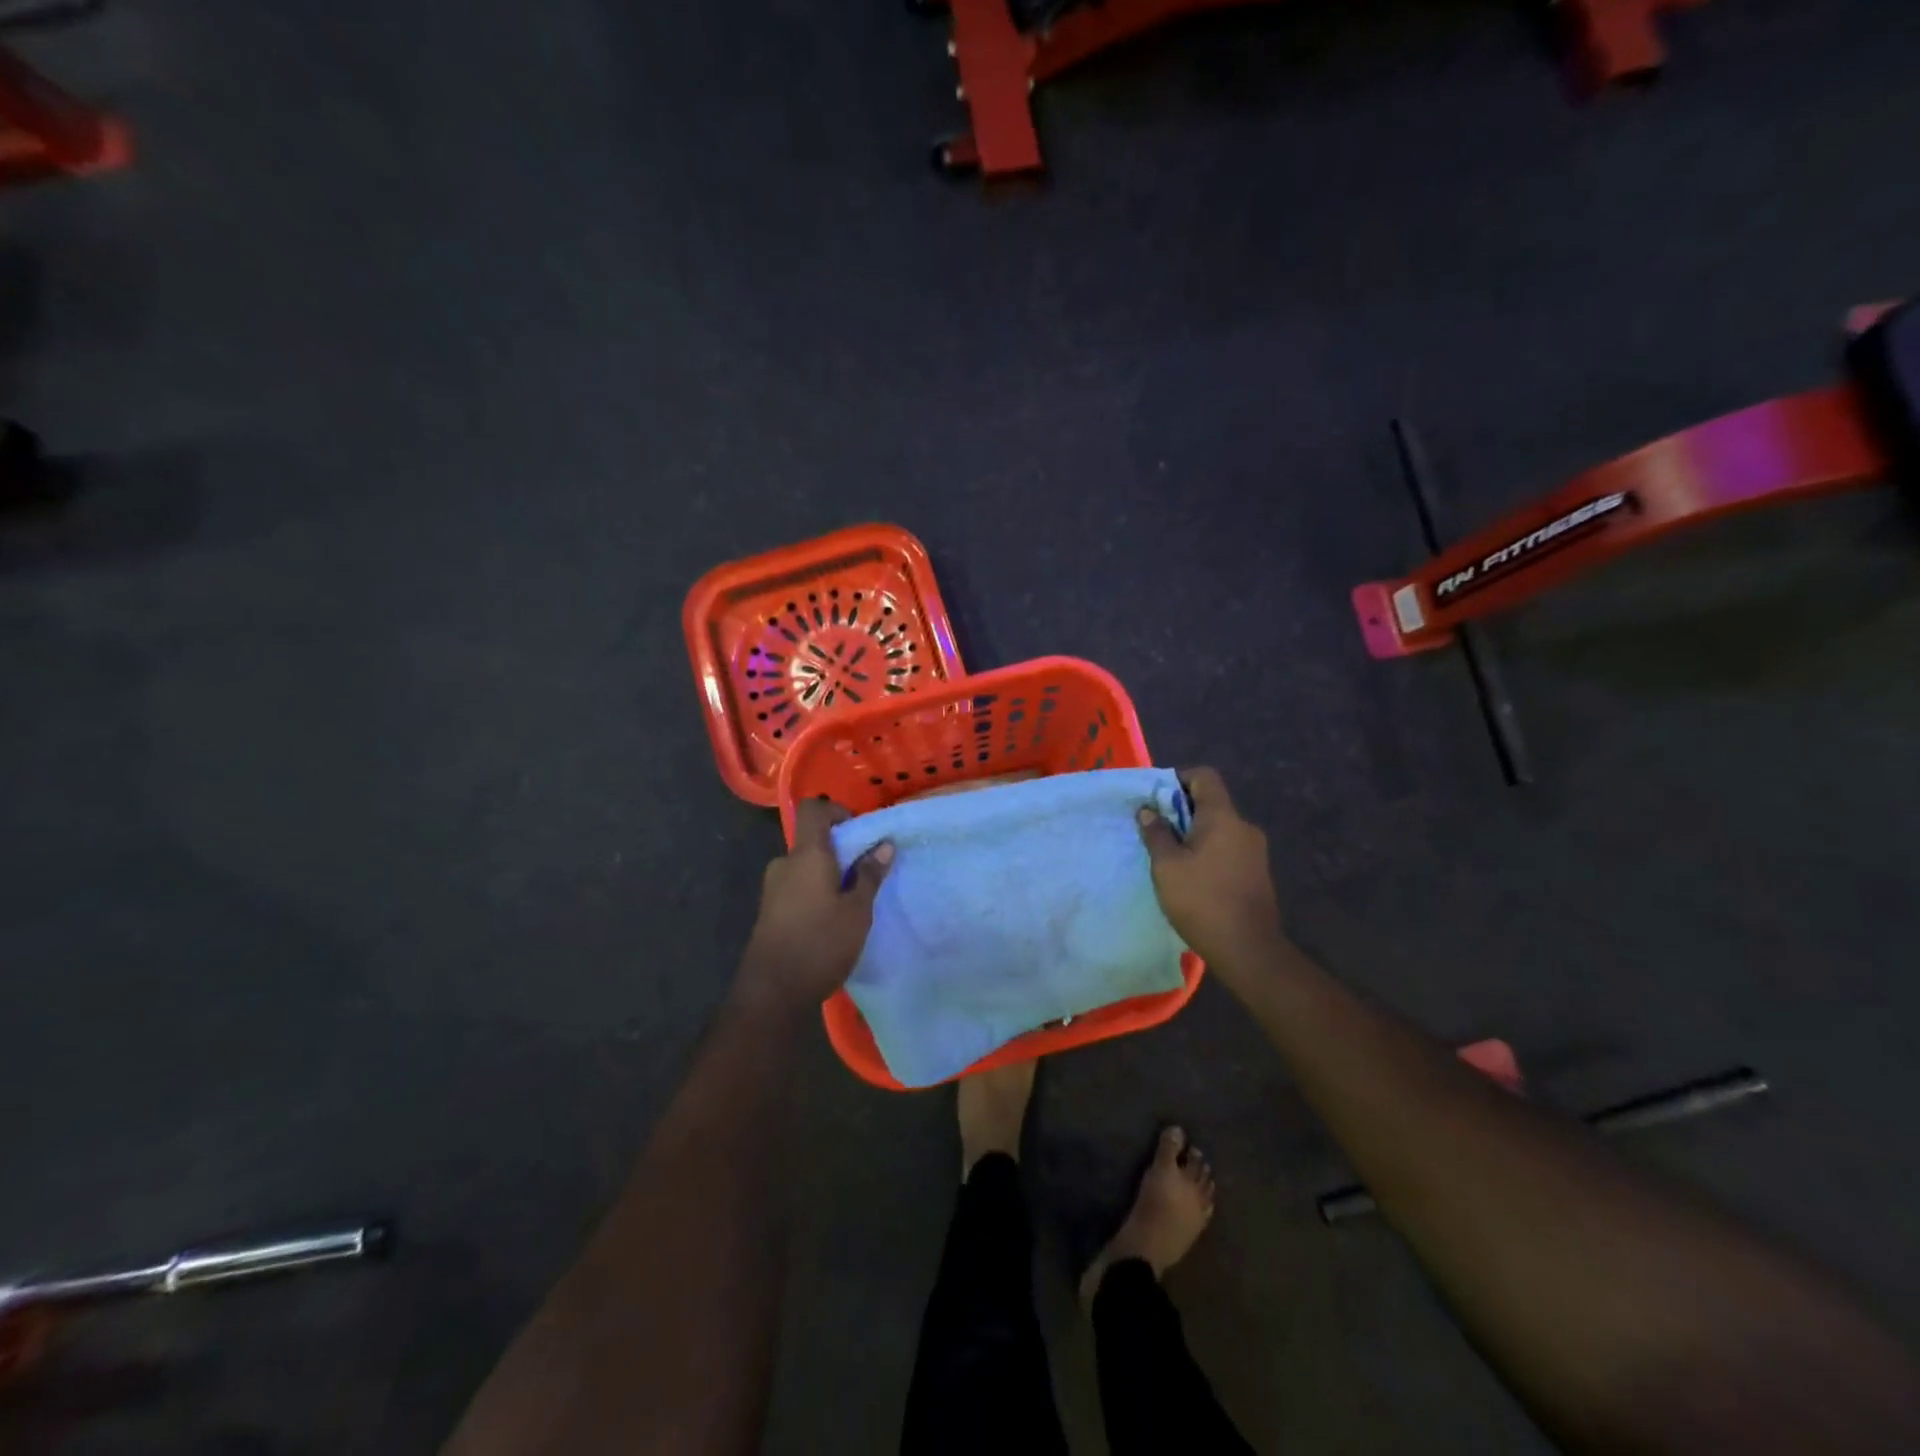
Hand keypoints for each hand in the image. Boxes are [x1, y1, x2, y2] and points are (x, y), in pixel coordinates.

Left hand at [735, 798, 892, 1013]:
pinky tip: (833, 919)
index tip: (860, 831)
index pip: (813, 809)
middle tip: (867, 872)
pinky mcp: (770, 911)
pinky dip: (816, 891)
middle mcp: (785, 864)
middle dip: (840, 850)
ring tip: (854, 900)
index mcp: (806, 855)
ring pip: (806, 866)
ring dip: (829, 874)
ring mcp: (773, 888)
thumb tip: (884, 844)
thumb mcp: (857, 911)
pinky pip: (797, 886)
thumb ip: (870, 875)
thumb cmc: (820, 944)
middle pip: (812, 840)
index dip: (836, 810)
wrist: (772, 993)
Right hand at [1137, 768, 1283, 974]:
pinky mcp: (1257, 872)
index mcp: (1222, 817)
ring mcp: (1255, 850)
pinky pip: (1228, 848)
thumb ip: (1156, 833)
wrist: (1248, 948)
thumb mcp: (1167, 866)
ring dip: (1194, 834)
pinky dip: (1209, 851)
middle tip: (1156, 831)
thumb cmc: (1201, 900)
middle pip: (1211, 803)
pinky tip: (1193, 877)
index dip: (1179, 779)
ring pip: (1219, 828)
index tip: (1156, 799)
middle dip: (1181, 811)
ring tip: (1171, 858)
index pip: (1204, 777)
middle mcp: (1244, 826)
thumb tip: (1148, 811)